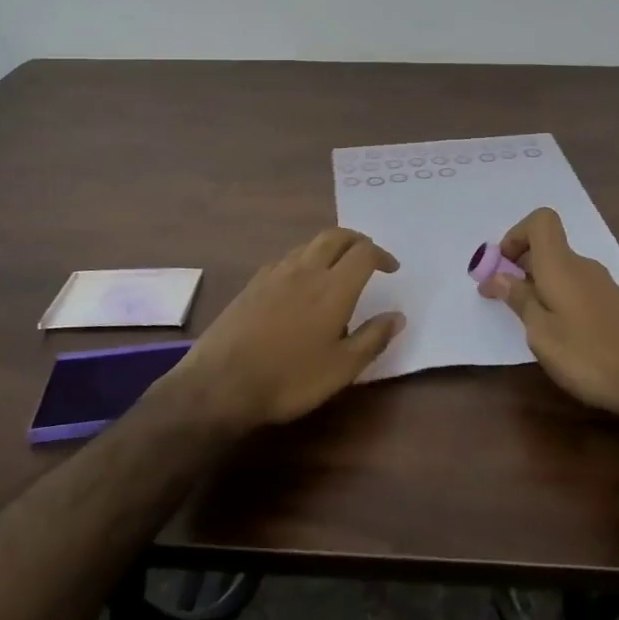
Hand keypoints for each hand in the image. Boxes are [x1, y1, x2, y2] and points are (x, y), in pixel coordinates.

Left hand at [167, 228, 404, 429]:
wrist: (221, 383)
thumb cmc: (290, 379)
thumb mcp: (341, 369)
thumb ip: (372, 339)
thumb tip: (397, 316)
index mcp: (333, 287)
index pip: (364, 253)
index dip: (382, 255)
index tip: (391, 268)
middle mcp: (306, 270)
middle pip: (335, 236)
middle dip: (356, 240)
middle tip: (367, 254)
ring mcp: (275, 273)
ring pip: (308, 245)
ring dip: (329, 247)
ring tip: (336, 267)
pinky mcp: (253, 283)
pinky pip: (285, 259)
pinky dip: (303, 260)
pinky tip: (299, 282)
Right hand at [478, 207, 618, 427]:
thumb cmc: (589, 356)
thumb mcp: (542, 333)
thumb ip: (519, 300)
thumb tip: (497, 276)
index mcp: (561, 265)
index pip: (541, 221)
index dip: (516, 235)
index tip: (502, 267)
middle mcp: (583, 266)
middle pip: (547, 247)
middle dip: (520, 266)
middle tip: (503, 300)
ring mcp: (602, 285)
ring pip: (561, 270)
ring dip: (539, 286)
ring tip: (530, 324)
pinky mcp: (614, 305)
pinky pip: (576, 288)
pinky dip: (559, 299)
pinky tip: (561, 335)